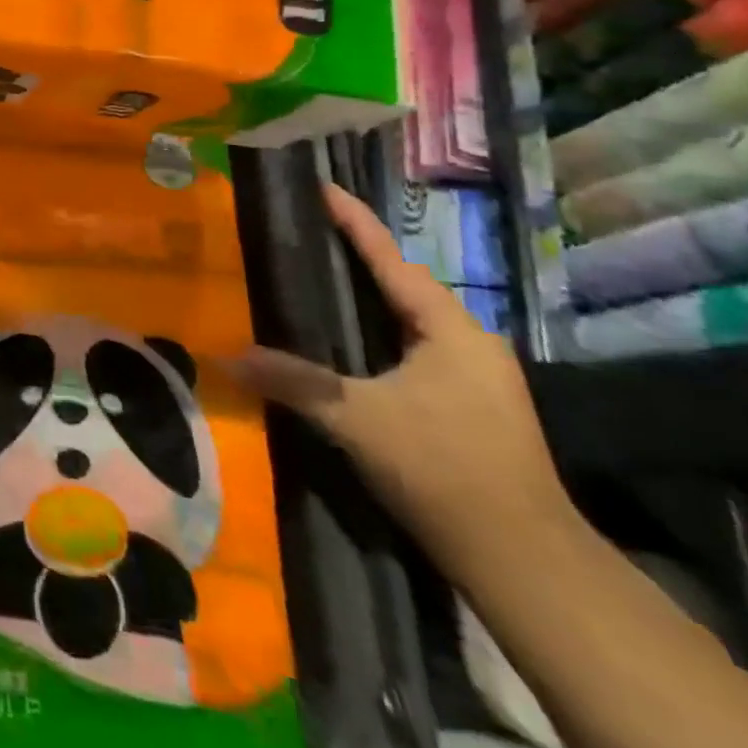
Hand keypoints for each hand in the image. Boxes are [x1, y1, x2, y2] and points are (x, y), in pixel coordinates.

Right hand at [229, 184, 572, 577]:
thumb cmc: (442, 467)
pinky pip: (410, 348)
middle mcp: (468, 343)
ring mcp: (474, 377)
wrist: (522, 560)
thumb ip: (292, 380)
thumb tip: (224, 356)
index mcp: (450, 330)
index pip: (391, 260)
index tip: (322, 186)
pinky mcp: (467, 406)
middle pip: (401, 284)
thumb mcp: (355, 418)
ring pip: (408, 319)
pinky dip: (374, 332)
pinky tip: (344, 342)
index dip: (354, 221)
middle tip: (305, 230)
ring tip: (315, 277)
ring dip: (366, 297)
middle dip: (356, 256)